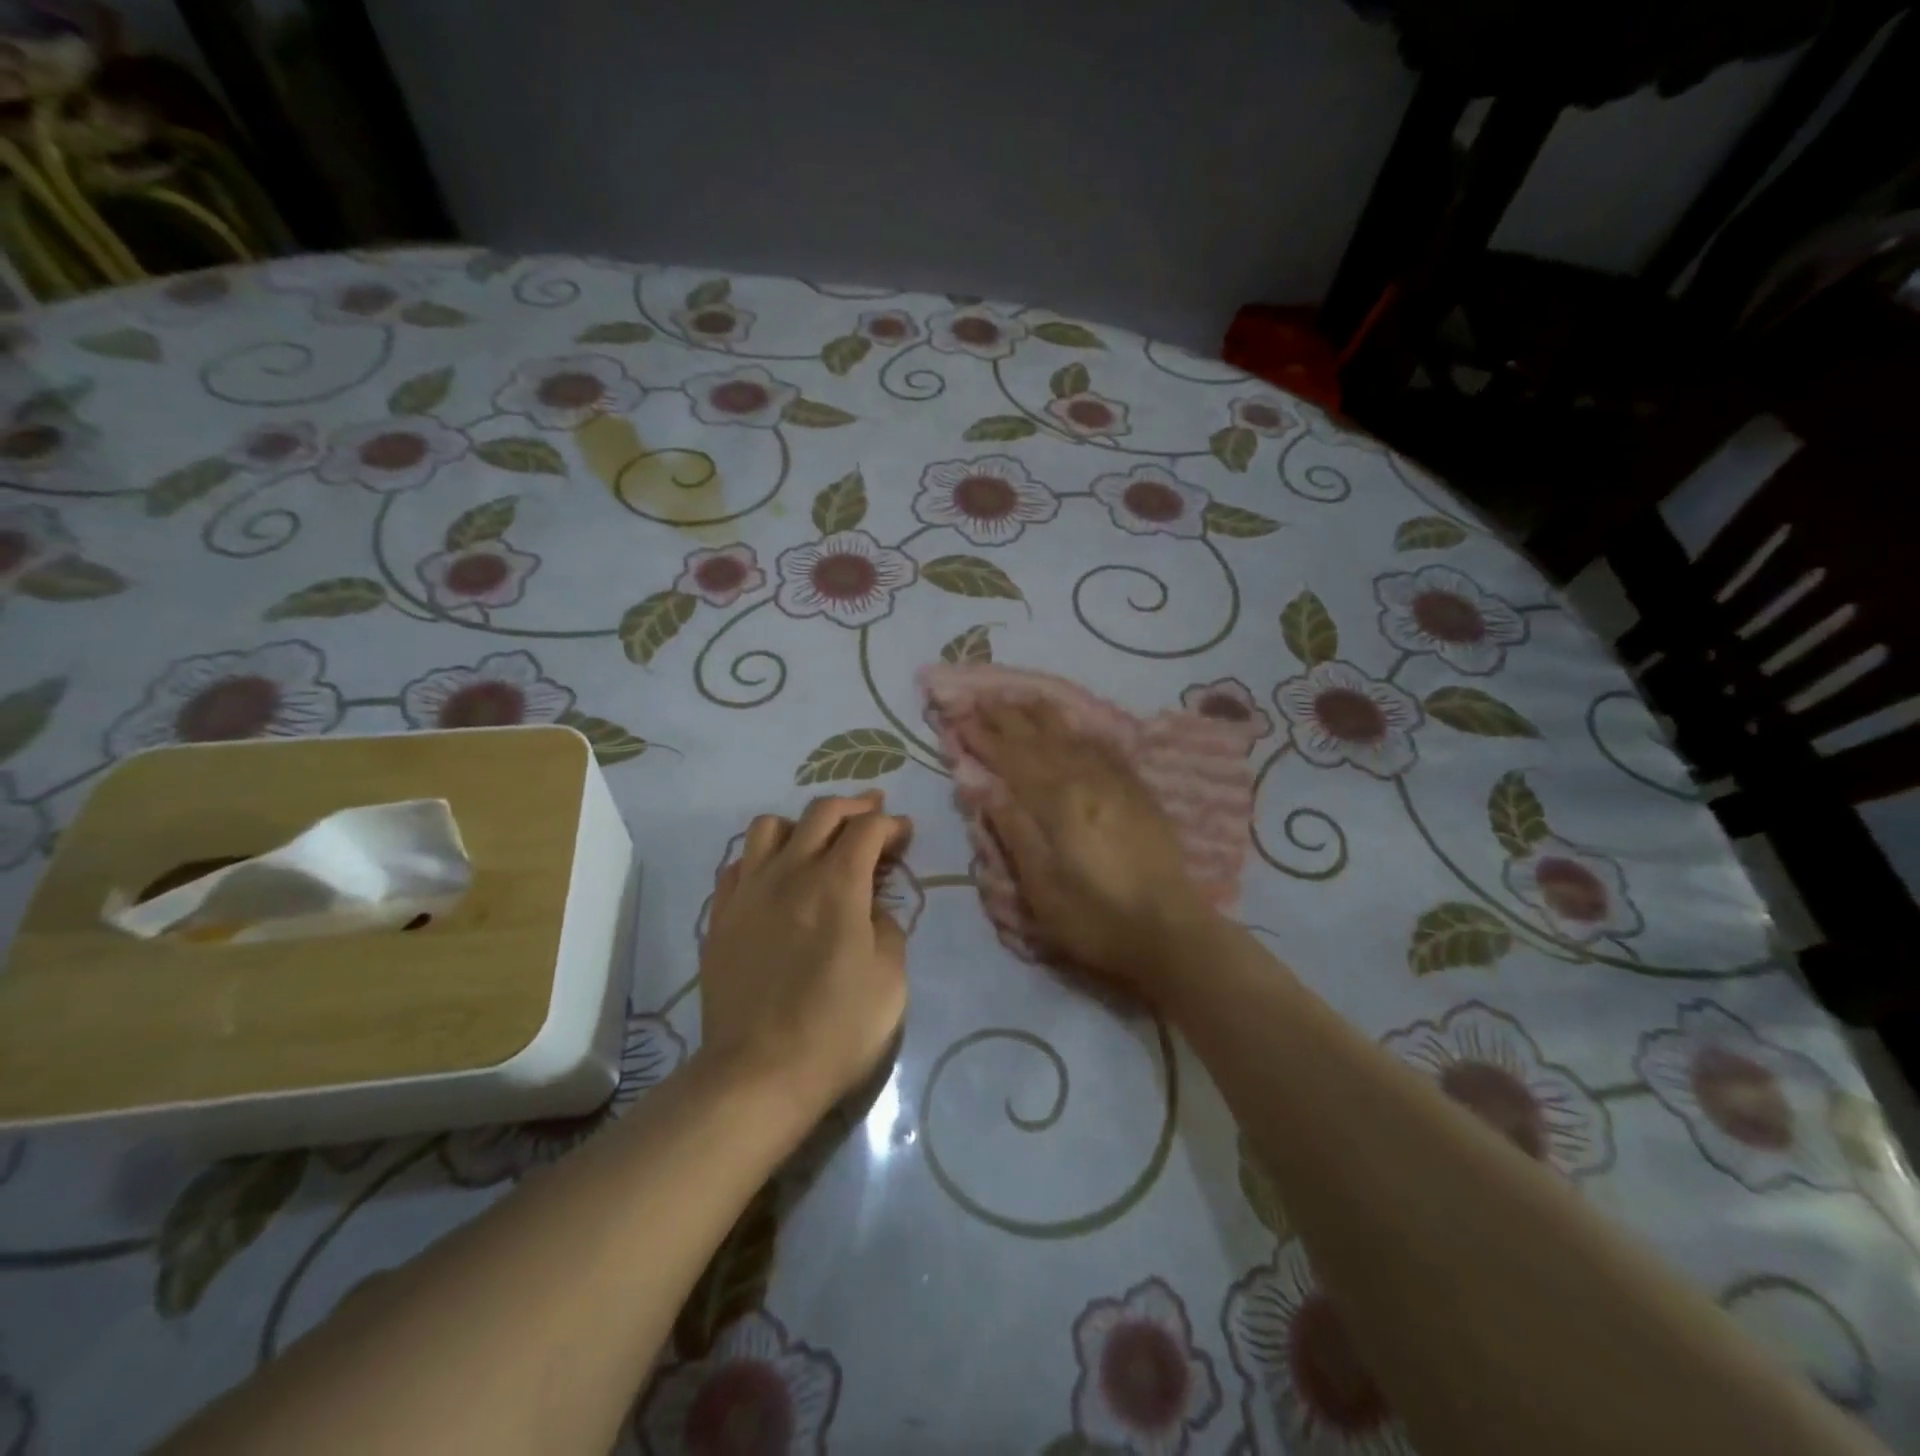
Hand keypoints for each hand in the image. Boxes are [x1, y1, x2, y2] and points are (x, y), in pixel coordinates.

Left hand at [700, 790, 910, 1114]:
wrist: (759, 1072)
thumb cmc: (837, 1028)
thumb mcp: (890, 978)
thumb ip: (886, 926)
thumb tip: (870, 905)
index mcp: (838, 884)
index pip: (868, 829)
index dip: (892, 824)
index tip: (905, 834)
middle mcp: (791, 872)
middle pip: (822, 811)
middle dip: (855, 806)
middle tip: (873, 813)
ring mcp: (749, 890)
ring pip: (770, 825)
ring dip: (802, 824)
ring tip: (817, 843)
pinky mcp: (721, 915)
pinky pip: (739, 863)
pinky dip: (763, 857)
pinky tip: (775, 877)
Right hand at [964, 700, 1213, 996]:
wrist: (1169, 932)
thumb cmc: (1094, 916)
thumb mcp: (1041, 884)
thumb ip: (1011, 826)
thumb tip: (978, 781)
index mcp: (1057, 801)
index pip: (1010, 757)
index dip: (982, 737)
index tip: (956, 716)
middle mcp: (1086, 778)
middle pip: (1039, 737)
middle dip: (1006, 716)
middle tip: (980, 696)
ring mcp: (1115, 781)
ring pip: (1071, 735)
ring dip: (1041, 715)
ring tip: (1019, 697)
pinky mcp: (1136, 791)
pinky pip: (1103, 747)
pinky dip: (1080, 731)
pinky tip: (1075, 727)